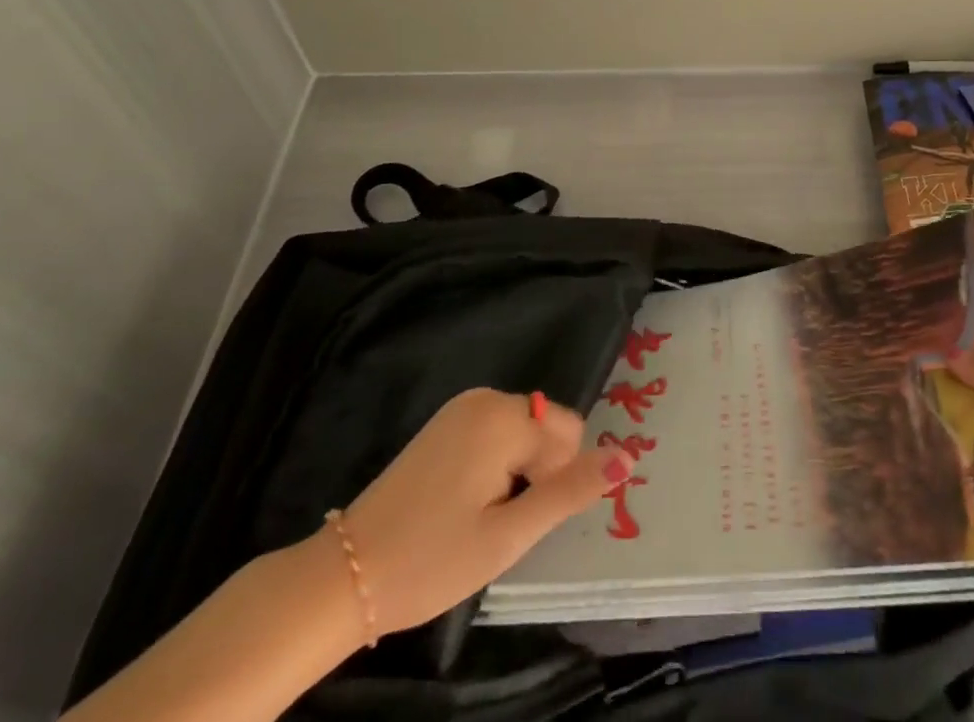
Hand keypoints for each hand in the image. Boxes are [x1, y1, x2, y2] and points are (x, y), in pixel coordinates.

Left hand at [332, 388, 631, 637]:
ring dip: (517, 472)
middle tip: (497, 524)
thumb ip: (571, 491)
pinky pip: (497, 432)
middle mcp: (486, 398)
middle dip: (537, 473)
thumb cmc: (431, 560)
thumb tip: (628, 457)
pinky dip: (495, 465)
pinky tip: (464, 502)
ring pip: (524, 432)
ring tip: (479, 517)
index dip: (554, 482)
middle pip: (547, 428)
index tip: (517, 521)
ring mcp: (462, 407)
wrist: (344, 576)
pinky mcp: (445, 422)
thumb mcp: (508, 536)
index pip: (569, 435)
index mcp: (504, 417)